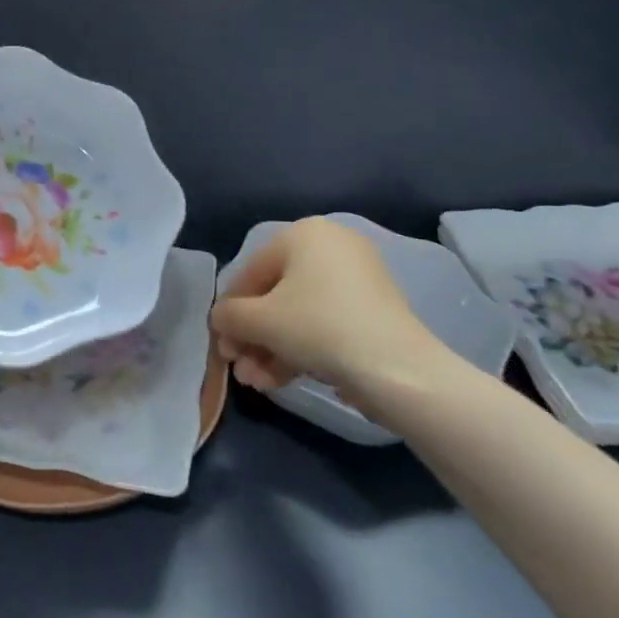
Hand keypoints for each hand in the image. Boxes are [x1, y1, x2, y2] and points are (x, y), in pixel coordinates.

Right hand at [211, 218, 459, 414]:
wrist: (397, 368)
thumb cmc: (318, 327)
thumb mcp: (259, 320)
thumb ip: (229, 315)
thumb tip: (221, 319)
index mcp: (304, 234)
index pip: (251, 271)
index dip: (231, 311)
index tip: (221, 345)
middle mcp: (331, 246)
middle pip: (276, 295)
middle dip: (253, 337)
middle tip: (239, 368)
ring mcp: (357, 279)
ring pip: (299, 314)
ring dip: (271, 349)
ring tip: (257, 384)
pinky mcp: (372, 311)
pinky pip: (325, 324)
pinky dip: (301, 349)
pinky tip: (280, 381)